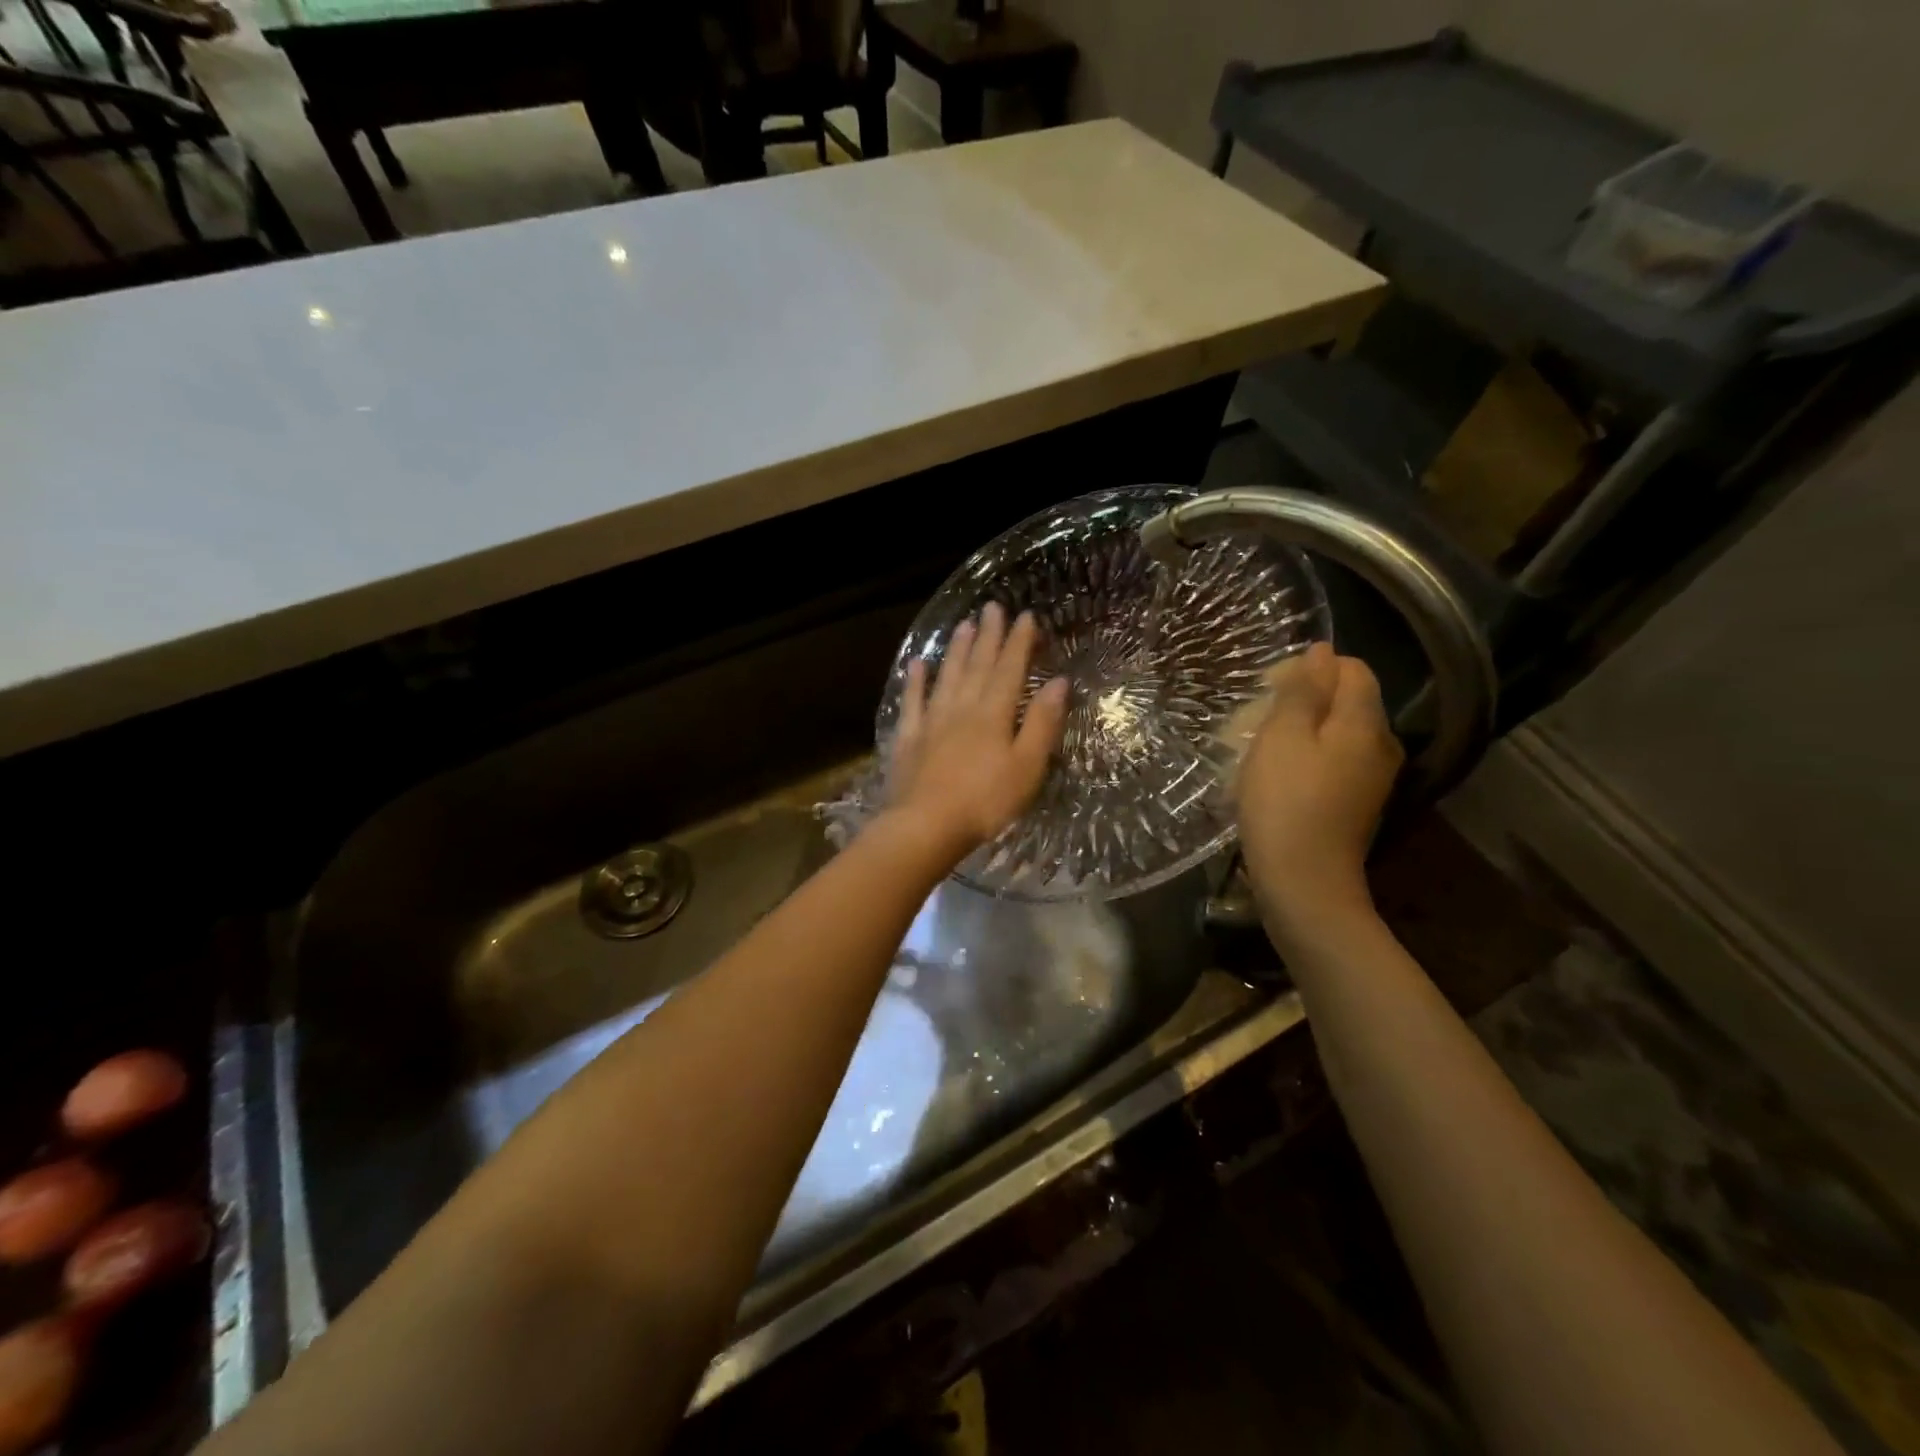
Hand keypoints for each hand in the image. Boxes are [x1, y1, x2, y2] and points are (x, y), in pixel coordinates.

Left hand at [886, 603, 1069, 861]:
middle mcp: (962, 708)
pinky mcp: (908, 738)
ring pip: (947, 676)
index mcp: (994, 714)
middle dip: (988, 635)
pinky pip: (913, 702)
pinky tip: (918, 664)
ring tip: (963, 625)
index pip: (1010, 669)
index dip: (1019, 642)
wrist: (926, 826)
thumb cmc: (985, 802)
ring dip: (956, 649)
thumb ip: (1042, 723)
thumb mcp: (1027, 766)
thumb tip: (1060, 682)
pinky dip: (916, 680)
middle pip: (977, 665)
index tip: (1026, 616)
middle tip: (992, 607)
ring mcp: (932, 721)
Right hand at [1235, 642, 1402, 937]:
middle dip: (1302, 700)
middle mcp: (1380, 745)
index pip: (1352, 669)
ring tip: (1259, 750)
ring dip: (1299, 732)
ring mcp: (1372, 778)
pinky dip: (1306, 759)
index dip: (1310, 668)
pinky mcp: (1357, 804)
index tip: (1268, 689)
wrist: (1303, 882)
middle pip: (1346, 701)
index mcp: (1365, 722)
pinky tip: (1276, 779)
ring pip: (1337, 733)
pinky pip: (1334, 762)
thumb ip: (1303, 690)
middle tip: (1256, 721)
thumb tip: (1321, 652)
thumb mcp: (1283, 736)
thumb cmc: (1285, 802)